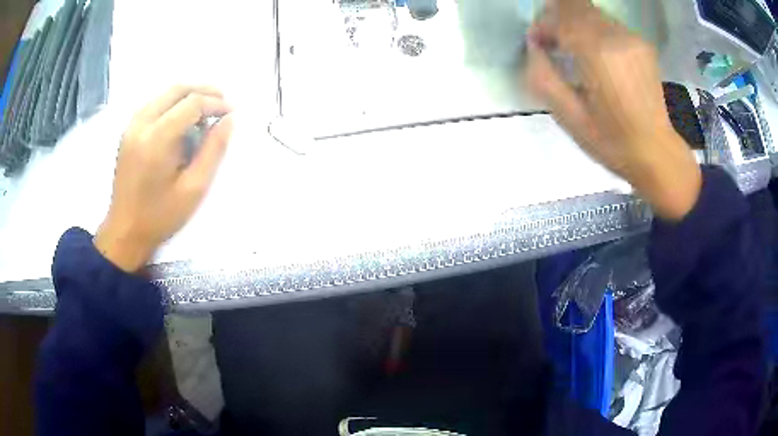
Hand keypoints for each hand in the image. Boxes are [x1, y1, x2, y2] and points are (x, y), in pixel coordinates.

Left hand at [94, 86, 233, 271]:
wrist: (124, 231)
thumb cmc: (160, 216)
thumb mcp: (193, 189)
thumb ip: (213, 150)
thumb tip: (229, 120)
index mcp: (156, 140)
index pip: (191, 104)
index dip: (215, 103)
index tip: (231, 112)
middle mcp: (141, 125)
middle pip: (177, 90)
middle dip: (204, 91)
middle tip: (223, 103)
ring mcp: (131, 126)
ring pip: (165, 93)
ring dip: (188, 95)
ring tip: (206, 109)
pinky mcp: (128, 131)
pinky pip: (154, 103)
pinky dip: (173, 102)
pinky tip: (182, 117)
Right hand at [524, 0, 700, 220]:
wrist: (657, 154)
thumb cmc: (612, 143)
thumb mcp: (569, 117)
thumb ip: (543, 76)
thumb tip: (534, 47)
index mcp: (598, 54)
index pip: (559, 17)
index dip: (542, 26)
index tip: (538, 45)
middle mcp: (617, 36)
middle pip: (575, 6)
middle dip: (556, 18)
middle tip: (552, 43)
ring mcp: (633, 38)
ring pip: (591, 11)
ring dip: (574, 22)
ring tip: (571, 48)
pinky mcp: (642, 43)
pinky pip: (607, 23)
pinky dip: (592, 29)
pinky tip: (594, 54)